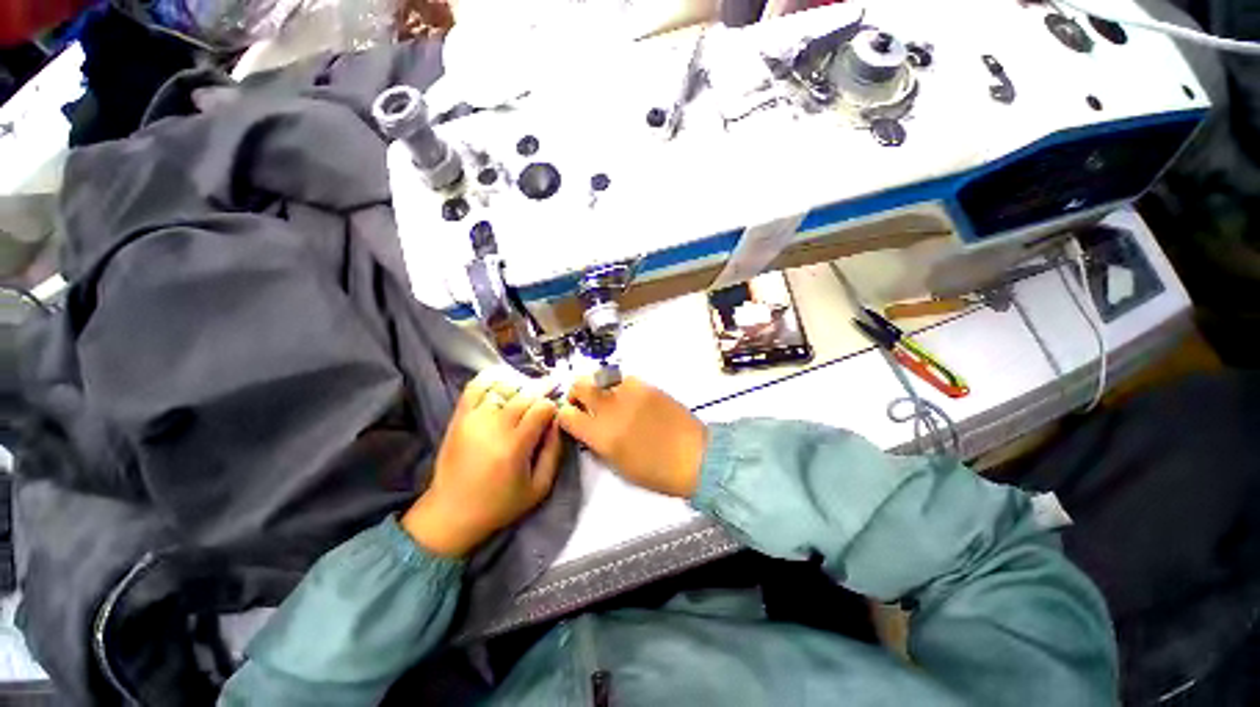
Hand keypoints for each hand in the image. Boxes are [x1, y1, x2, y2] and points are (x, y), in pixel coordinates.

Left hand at [402, 370, 563, 556]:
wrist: (451, 513)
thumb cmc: (500, 504)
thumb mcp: (539, 487)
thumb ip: (554, 452)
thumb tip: (558, 422)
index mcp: (514, 446)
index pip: (542, 407)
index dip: (553, 406)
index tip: (555, 413)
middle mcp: (493, 427)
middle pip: (525, 393)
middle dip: (543, 390)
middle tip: (551, 392)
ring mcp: (473, 419)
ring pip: (504, 386)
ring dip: (521, 385)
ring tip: (528, 393)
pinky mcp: (459, 417)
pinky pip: (476, 386)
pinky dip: (492, 378)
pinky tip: (504, 381)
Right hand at [558, 376, 705, 497]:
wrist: (694, 456)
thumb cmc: (656, 472)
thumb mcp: (618, 465)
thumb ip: (597, 443)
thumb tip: (587, 429)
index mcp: (601, 435)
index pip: (566, 415)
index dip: (565, 416)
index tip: (571, 419)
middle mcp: (611, 408)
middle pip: (579, 385)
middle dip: (576, 393)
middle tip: (585, 403)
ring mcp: (629, 393)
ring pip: (601, 377)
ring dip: (599, 388)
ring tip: (609, 399)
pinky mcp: (647, 385)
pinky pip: (624, 378)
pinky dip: (619, 385)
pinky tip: (628, 397)